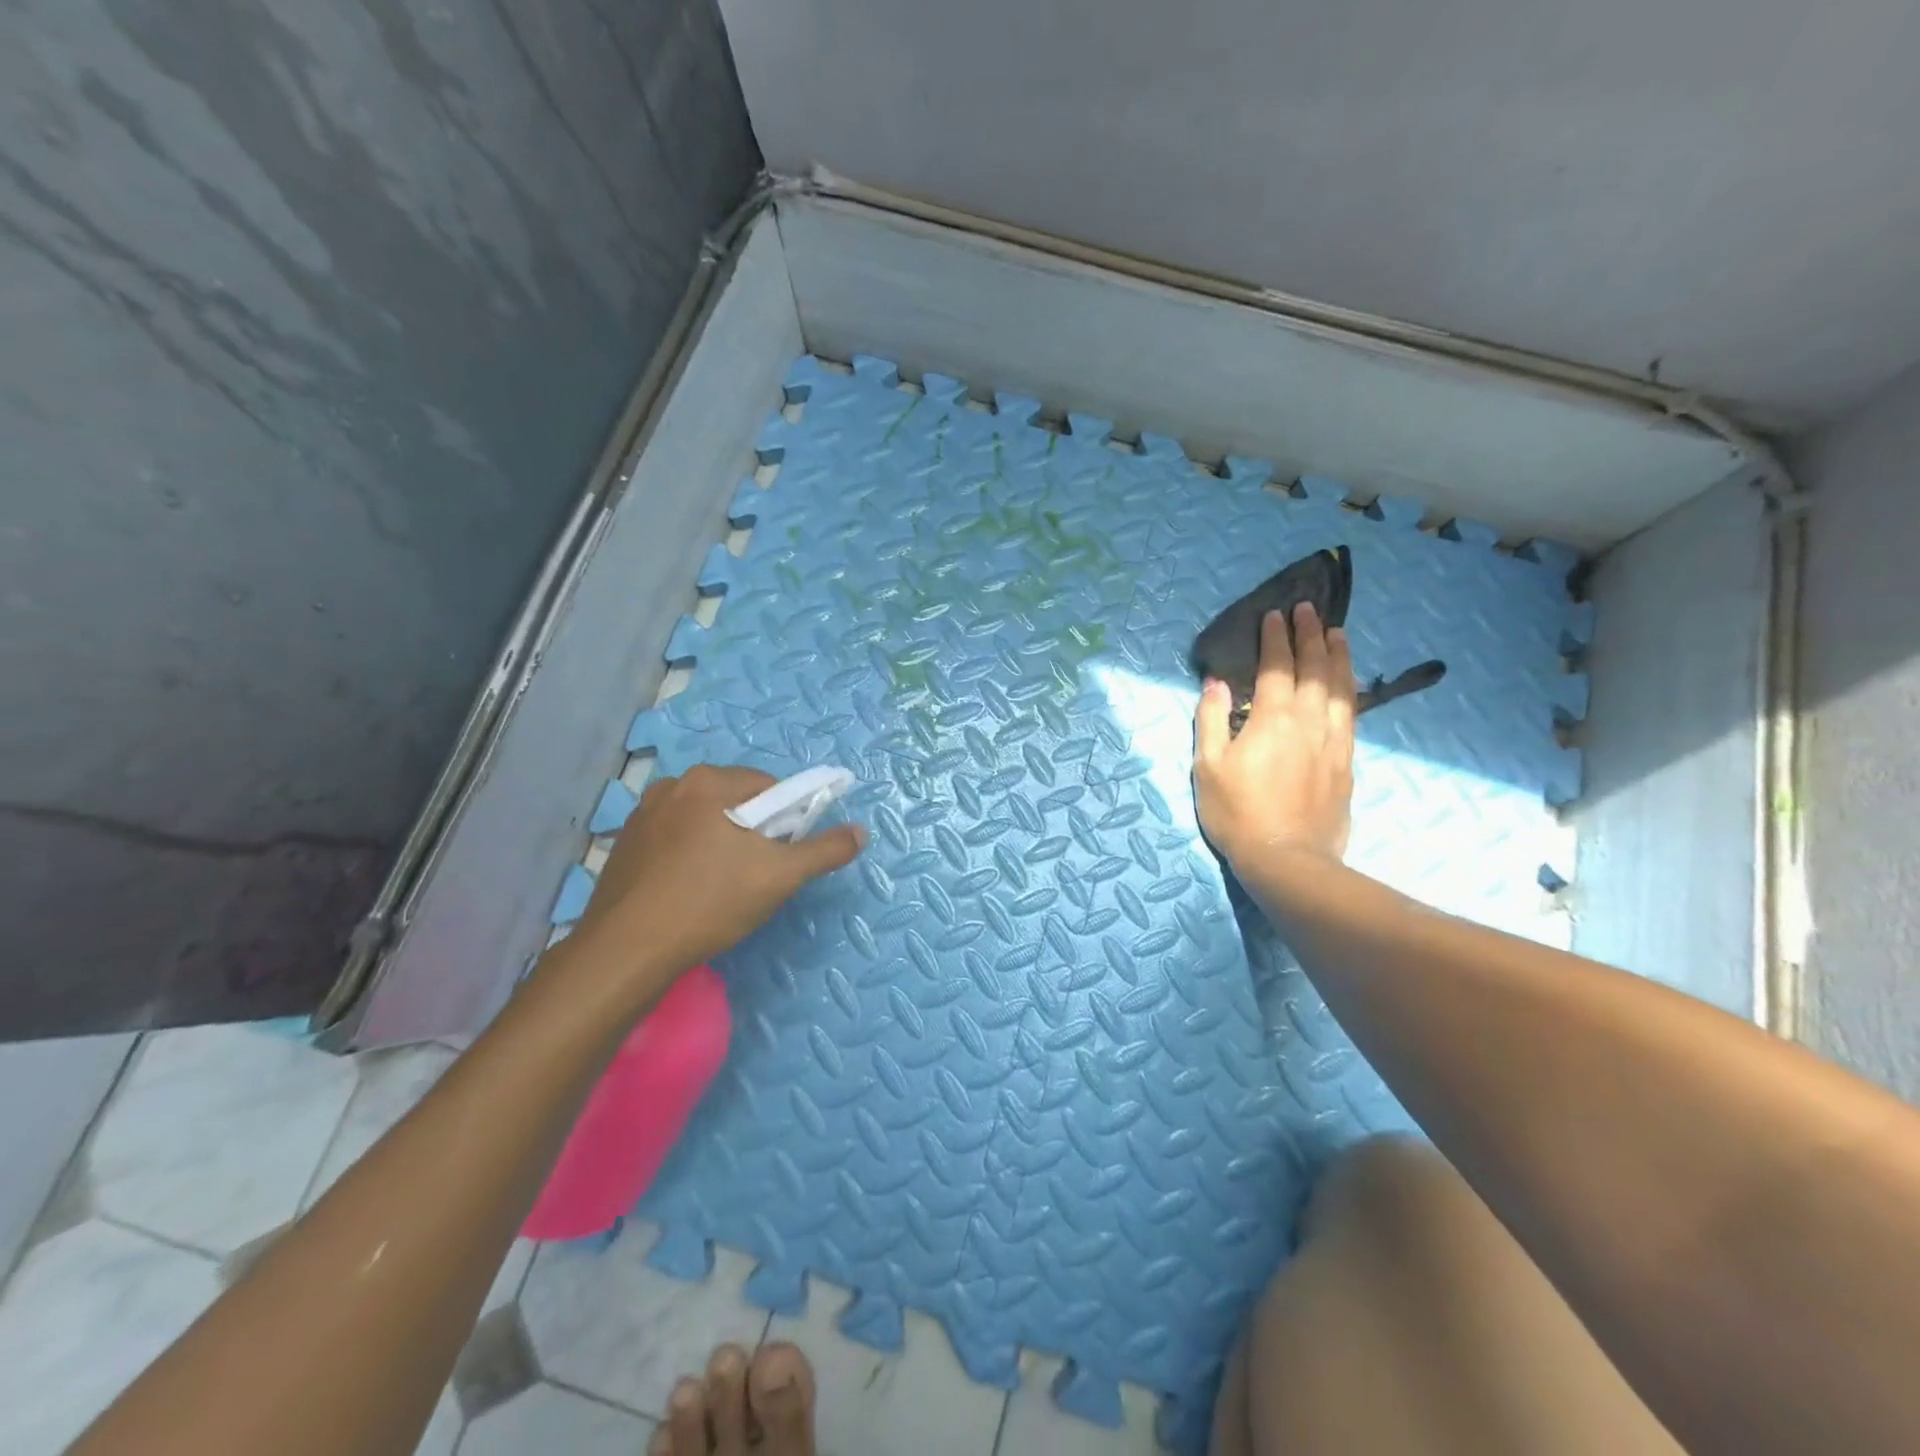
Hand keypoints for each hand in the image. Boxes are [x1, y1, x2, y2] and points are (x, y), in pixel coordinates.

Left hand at [561, 764, 863, 1010]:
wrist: (627, 950)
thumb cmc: (710, 902)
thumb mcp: (780, 876)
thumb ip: (825, 850)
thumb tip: (861, 832)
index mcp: (709, 781)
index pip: (769, 787)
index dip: (786, 820)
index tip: (783, 856)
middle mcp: (672, 786)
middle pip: (735, 801)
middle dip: (752, 832)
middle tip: (756, 875)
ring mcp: (642, 814)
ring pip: (703, 821)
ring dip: (720, 844)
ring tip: (721, 888)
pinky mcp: (624, 845)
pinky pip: (673, 840)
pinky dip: (689, 857)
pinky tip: (689, 892)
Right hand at [1193, 601, 1354, 871]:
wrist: (1286, 860)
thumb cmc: (1237, 813)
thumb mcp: (1208, 766)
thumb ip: (1211, 720)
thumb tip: (1216, 683)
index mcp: (1272, 718)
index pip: (1277, 666)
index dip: (1276, 638)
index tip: (1275, 614)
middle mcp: (1309, 721)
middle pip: (1315, 668)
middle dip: (1311, 635)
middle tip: (1309, 610)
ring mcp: (1333, 741)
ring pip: (1341, 687)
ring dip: (1338, 656)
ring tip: (1338, 633)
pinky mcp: (1346, 762)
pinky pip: (1352, 714)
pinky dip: (1351, 689)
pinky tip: (1348, 684)